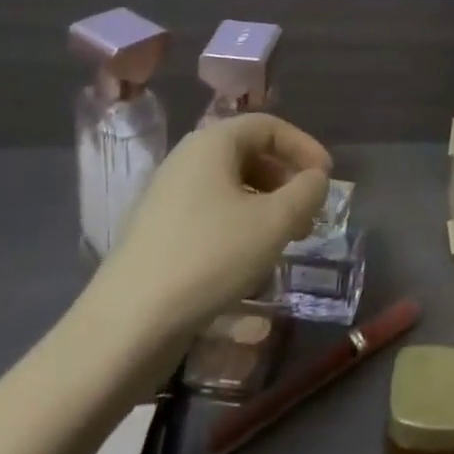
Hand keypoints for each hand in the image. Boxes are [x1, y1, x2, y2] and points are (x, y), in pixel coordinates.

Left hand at [88, 113, 331, 352]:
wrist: (126, 327)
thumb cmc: (209, 258)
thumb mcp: (275, 222)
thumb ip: (307, 192)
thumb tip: (316, 180)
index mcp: (211, 144)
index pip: (268, 126)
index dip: (304, 146)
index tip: (327, 178)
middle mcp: (186, 161)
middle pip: (250, 154)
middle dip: (287, 179)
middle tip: (311, 211)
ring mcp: (167, 198)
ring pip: (232, 187)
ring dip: (268, 205)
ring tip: (288, 238)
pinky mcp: (158, 233)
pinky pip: (212, 213)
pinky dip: (241, 224)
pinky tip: (252, 259)